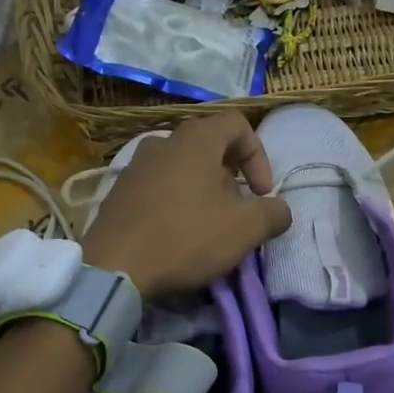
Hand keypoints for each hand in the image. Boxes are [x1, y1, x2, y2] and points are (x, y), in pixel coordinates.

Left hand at [81, 112, 292, 298]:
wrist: (114, 268)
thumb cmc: (186, 238)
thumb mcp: (245, 229)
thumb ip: (273, 213)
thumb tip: (279, 210)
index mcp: (195, 139)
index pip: (237, 124)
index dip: (259, 156)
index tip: (261, 194)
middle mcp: (163, 142)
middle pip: (209, 148)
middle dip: (232, 179)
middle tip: (238, 213)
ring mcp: (135, 166)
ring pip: (183, 169)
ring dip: (204, 193)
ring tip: (209, 228)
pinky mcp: (118, 193)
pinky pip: (159, 188)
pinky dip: (177, 204)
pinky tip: (178, 236)